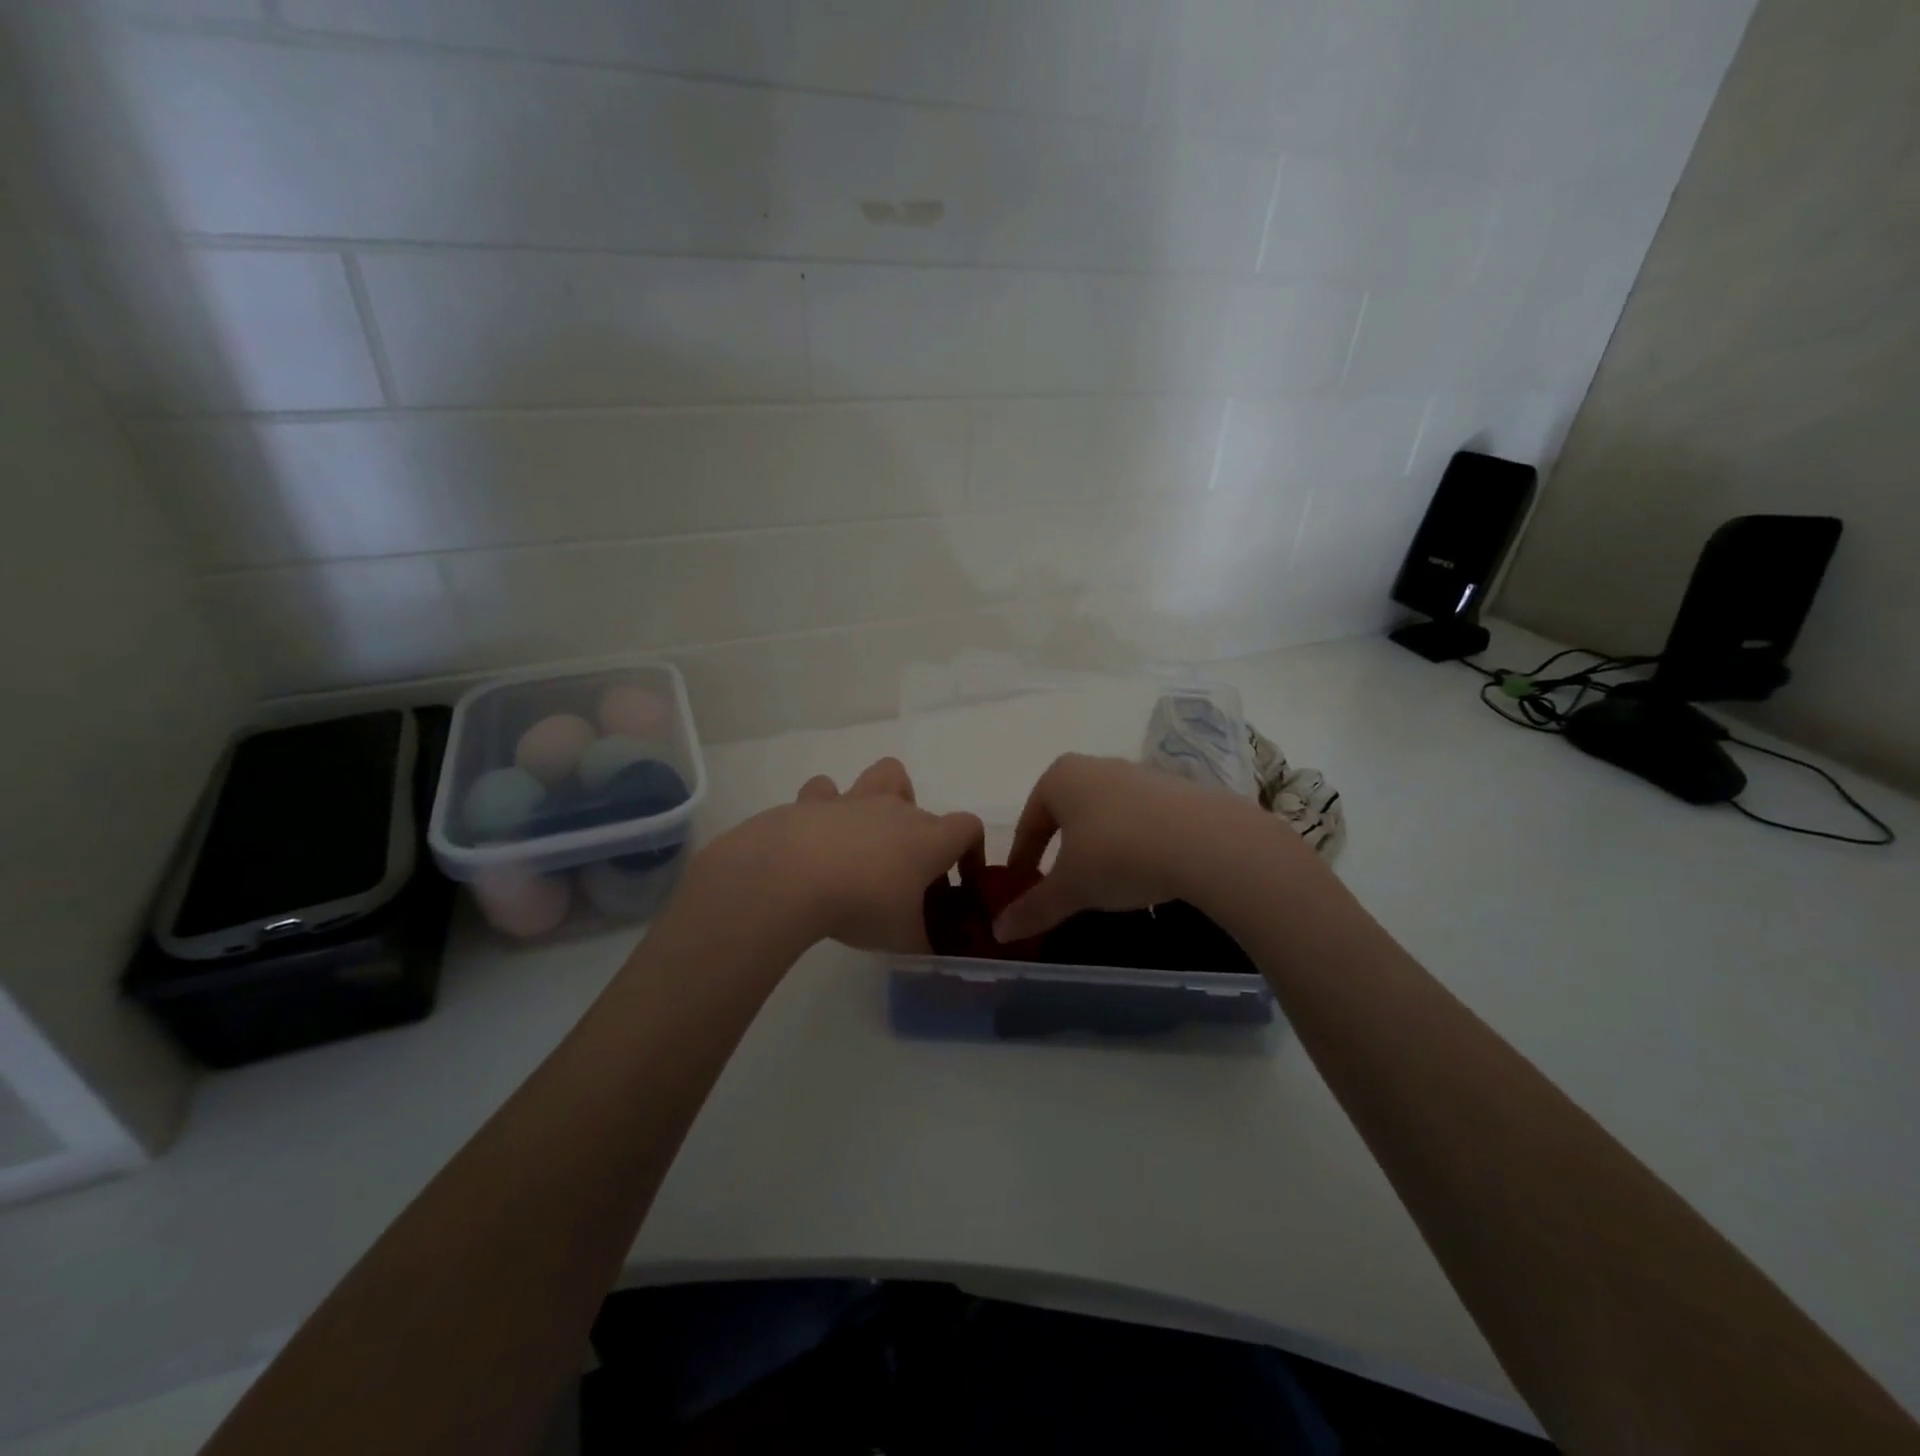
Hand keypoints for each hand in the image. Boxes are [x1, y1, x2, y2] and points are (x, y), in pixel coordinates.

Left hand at [692, 758, 983, 954]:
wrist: (793, 878)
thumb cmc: (862, 906)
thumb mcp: (902, 939)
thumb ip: (922, 942)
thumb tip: (930, 950)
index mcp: (928, 839)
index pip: (968, 827)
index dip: (972, 849)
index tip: (961, 878)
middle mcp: (897, 810)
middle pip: (924, 807)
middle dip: (921, 836)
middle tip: (904, 874)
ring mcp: (854, 800)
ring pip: (883, 774)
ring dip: (882, 797)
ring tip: (869, 835)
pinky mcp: (812, 801)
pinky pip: (825, 791)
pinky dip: (825, 807)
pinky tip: (818, 834)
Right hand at [994, 753, 1256, 942]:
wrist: (1206, 841)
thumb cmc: (1118, 855)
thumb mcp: (1070, 888)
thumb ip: (1033, 908)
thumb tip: (999, 931)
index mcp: (1060, 778)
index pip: (1029, 822)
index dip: (1022, 859)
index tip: (1021, 887)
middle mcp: (1096, 766)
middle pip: (1066, 813)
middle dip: (1059, 848)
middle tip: (1059, 883)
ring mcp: (1139, 774)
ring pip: (1104, 814)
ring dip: (1097, 845)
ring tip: (1103, 882)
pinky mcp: (1175, 789)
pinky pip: (1140, 818)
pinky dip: (1133, 843)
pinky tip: (1142, 871)